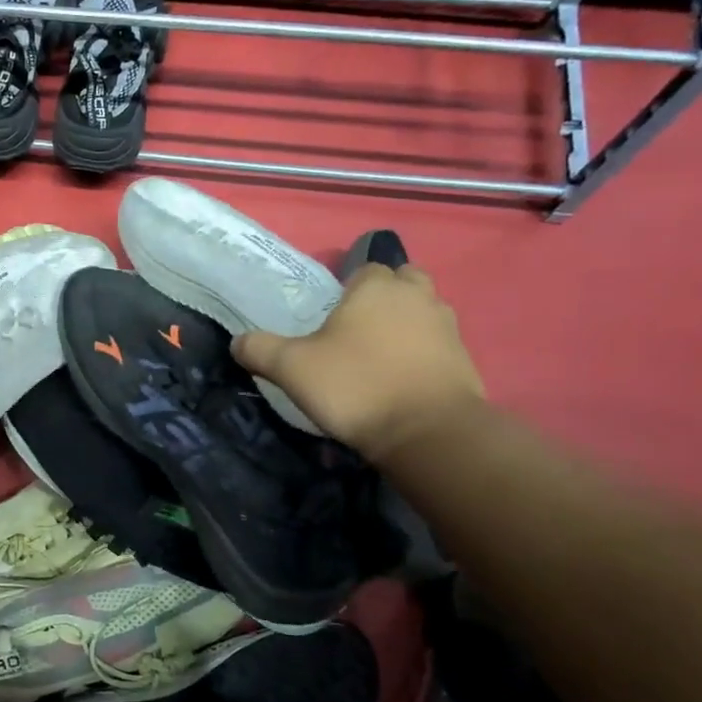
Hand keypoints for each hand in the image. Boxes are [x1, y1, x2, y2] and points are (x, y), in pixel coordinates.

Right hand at [233, 264, 484, 463]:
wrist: (427, 432)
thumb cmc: (355, 386)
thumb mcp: (291, 368)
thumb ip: (259, 349)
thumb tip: (237, 342)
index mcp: (376, 287)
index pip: (363, 268)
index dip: (346, 289)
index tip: (330, 317)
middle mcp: (417, 296)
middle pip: (402, 281)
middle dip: (383, 297)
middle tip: (357, 328)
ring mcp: (447, 327)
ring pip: (423, 311)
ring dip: (405, 323)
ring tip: (379, 354)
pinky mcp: (464, 359)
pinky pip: (437, 344)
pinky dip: (422, 353)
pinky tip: (401, 379)